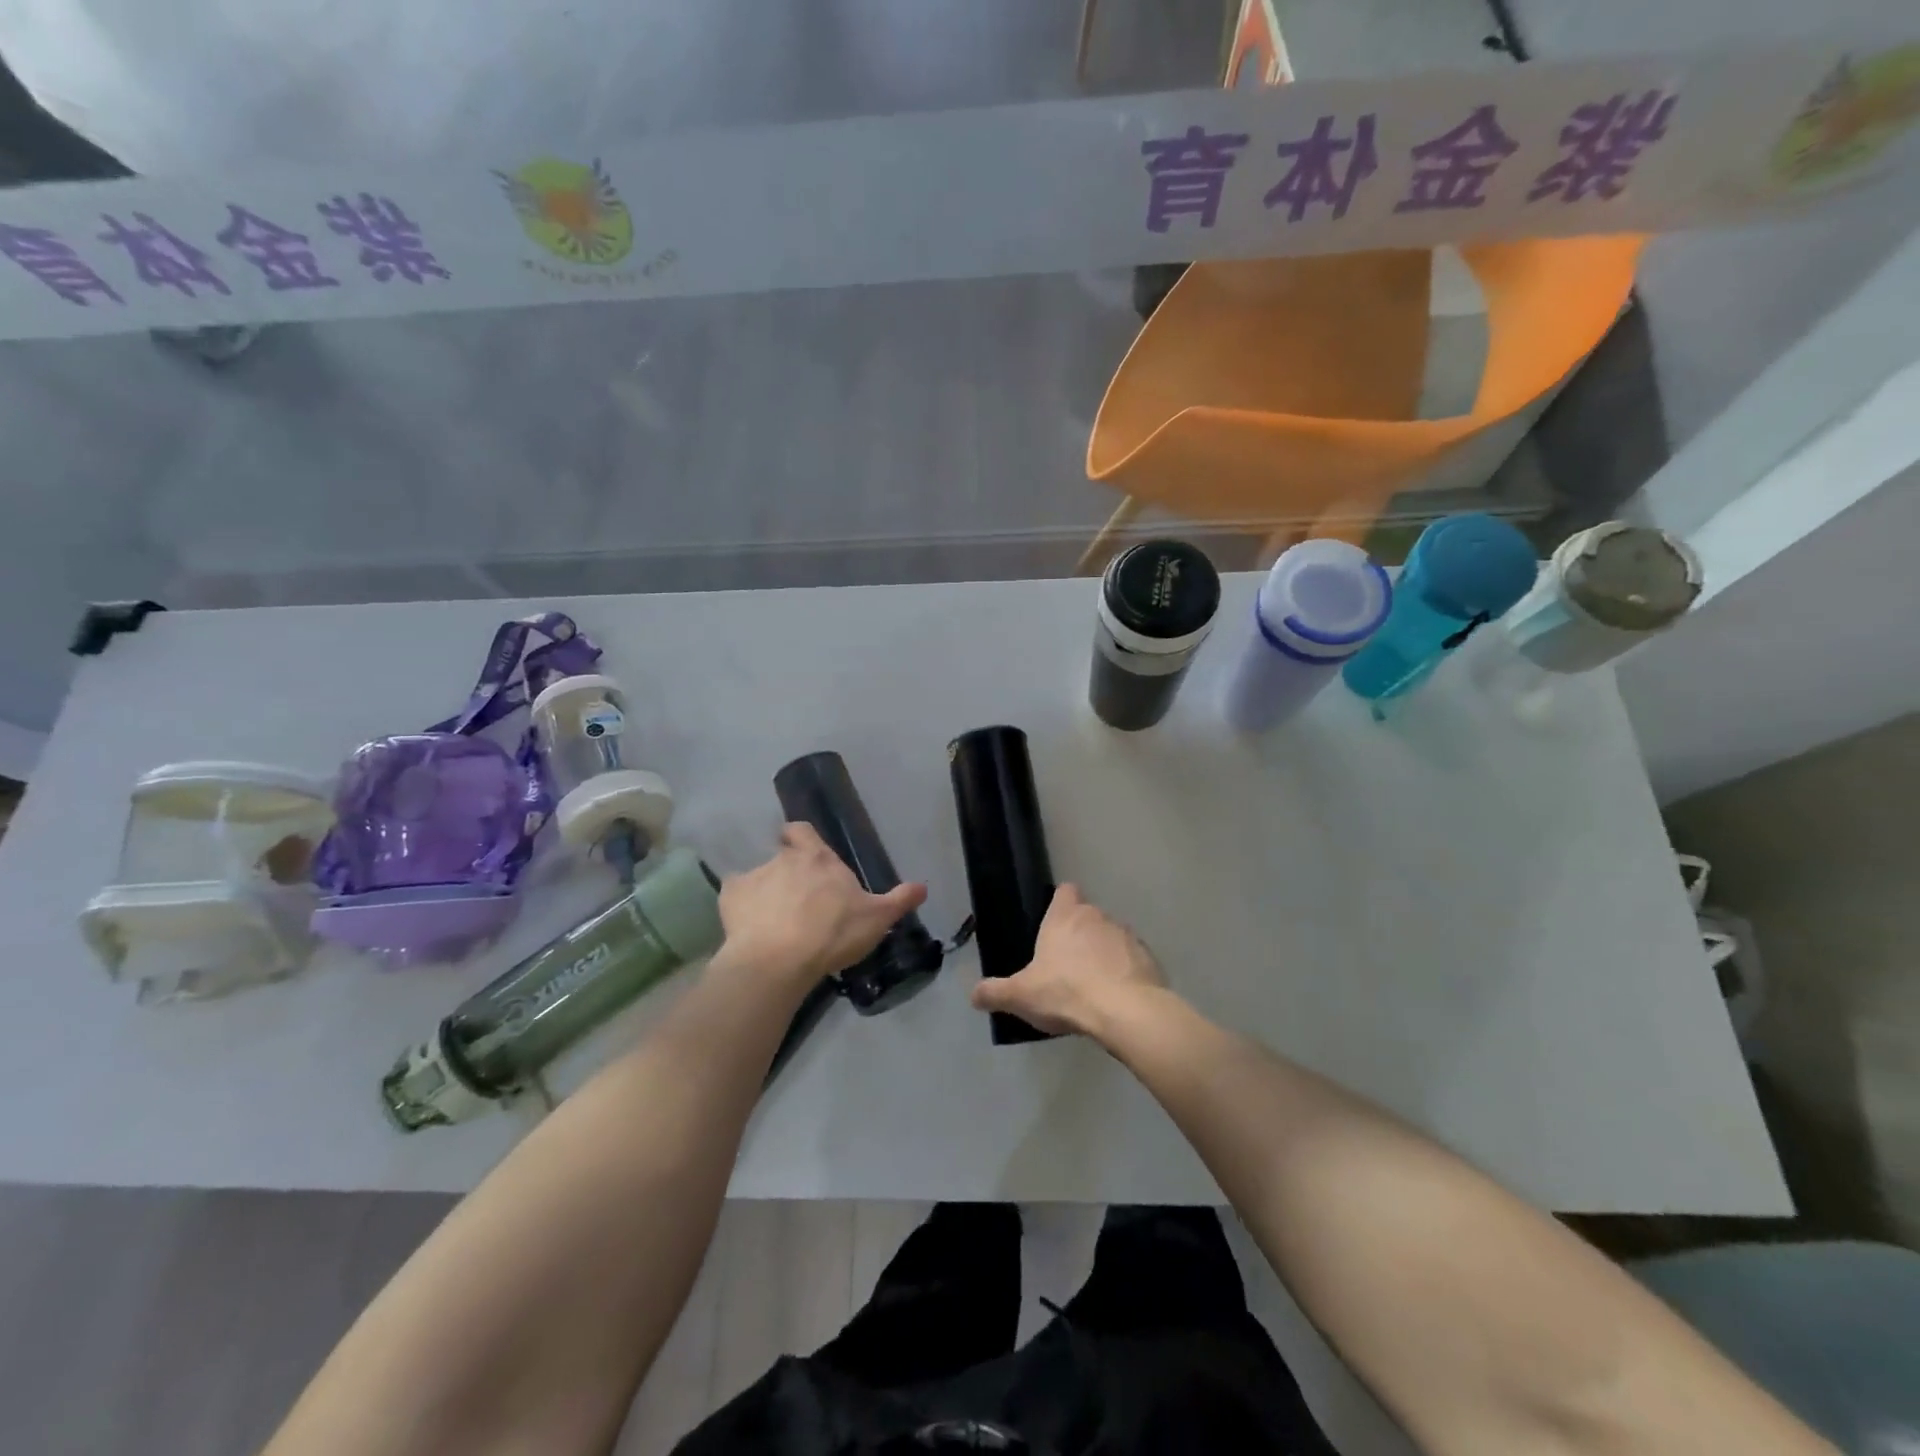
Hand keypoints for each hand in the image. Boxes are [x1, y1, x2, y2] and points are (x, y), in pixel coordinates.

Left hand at [718, 822, 927, 989]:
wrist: (778, 960)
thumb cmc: (832, 933)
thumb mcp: (876, 919)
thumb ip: (899, 900)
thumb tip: (924, 886)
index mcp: (817, 857)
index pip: (802, 830)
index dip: (801, 838)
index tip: (807, 854)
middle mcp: (783, 858)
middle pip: (782, 854)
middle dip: (788, 871)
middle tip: (799, 899)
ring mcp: (754, 876)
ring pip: (759, 877)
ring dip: (766, 892)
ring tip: (774, 922)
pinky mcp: (730, 898)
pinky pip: (736, 898)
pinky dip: (742, 909)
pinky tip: (750, 929)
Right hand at [970, 884, 1165, 1037]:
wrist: (1126, 1011)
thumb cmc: (1066, 992)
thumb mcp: (1021, 996)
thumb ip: (995, 992)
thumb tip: (973, 995)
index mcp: (1065, 917)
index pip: (1065, 891)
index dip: (1060, 903)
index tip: (1054, 922)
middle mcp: (1097, 917)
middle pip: (1088, 916)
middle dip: (1080, 934)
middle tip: (1067, 965)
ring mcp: (1127, 935)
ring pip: (1112, 937)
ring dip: (1104, 953)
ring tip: (1094, 985)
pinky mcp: (1148, 958)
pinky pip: (1132, 959)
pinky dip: (1125, 972)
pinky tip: (1117, 997)